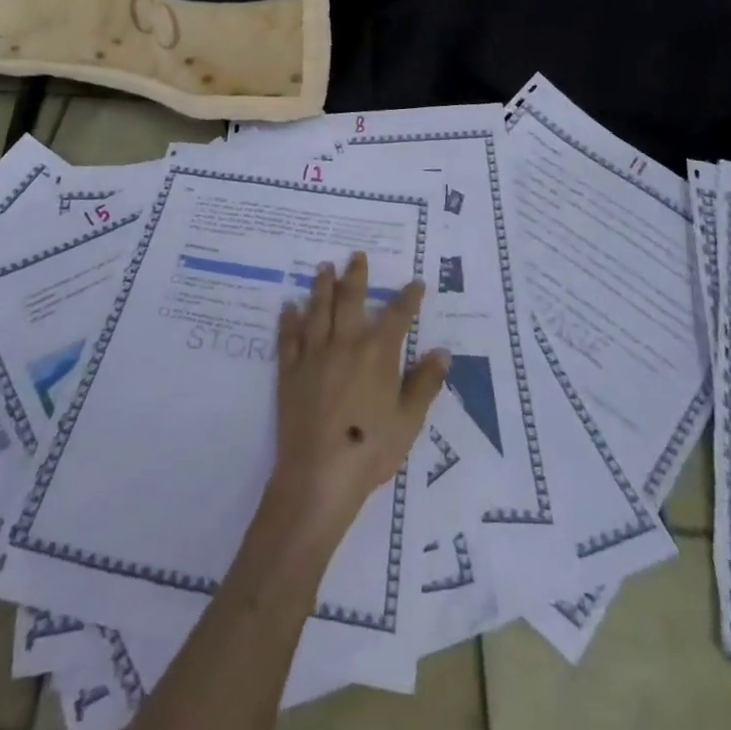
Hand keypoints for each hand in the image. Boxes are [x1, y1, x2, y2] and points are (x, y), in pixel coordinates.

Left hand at [268, 252, 448, 542]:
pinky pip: (288, 337)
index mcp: (377, 354)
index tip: (415, 283)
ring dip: (322, 286)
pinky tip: (288, 306)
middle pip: (350, 299)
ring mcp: (314, 354)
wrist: (319, 474)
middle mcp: (345, 343)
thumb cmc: (371, 449)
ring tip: (323, 267)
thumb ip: (425, 384)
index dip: (408, 298)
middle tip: (356, 255)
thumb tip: (442, 351)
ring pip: (318, 310)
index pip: (397, 316)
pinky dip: (289, 319)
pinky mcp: (290, 370)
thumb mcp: (409, 421)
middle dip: (356, 276)